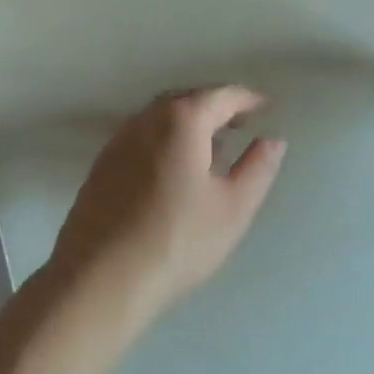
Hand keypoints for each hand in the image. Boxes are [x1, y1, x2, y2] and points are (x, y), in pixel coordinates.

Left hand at [46, 86, 285, 326]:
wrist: (101, 277)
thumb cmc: (177, 240)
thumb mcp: (233, 208)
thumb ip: (257, 168)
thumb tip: (272, 139)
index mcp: (182, 119)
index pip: (221, 96)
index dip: (247, 99)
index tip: (266, 107)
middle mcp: (148, 117)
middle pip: (188, 98)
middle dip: (216, 106)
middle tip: (241, 123)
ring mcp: (121, 137)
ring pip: (162, 116)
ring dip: (189, 121)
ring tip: (212, 145)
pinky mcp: (104, 161)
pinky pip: (143, 134)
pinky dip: (166, 137)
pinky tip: (175, 166)